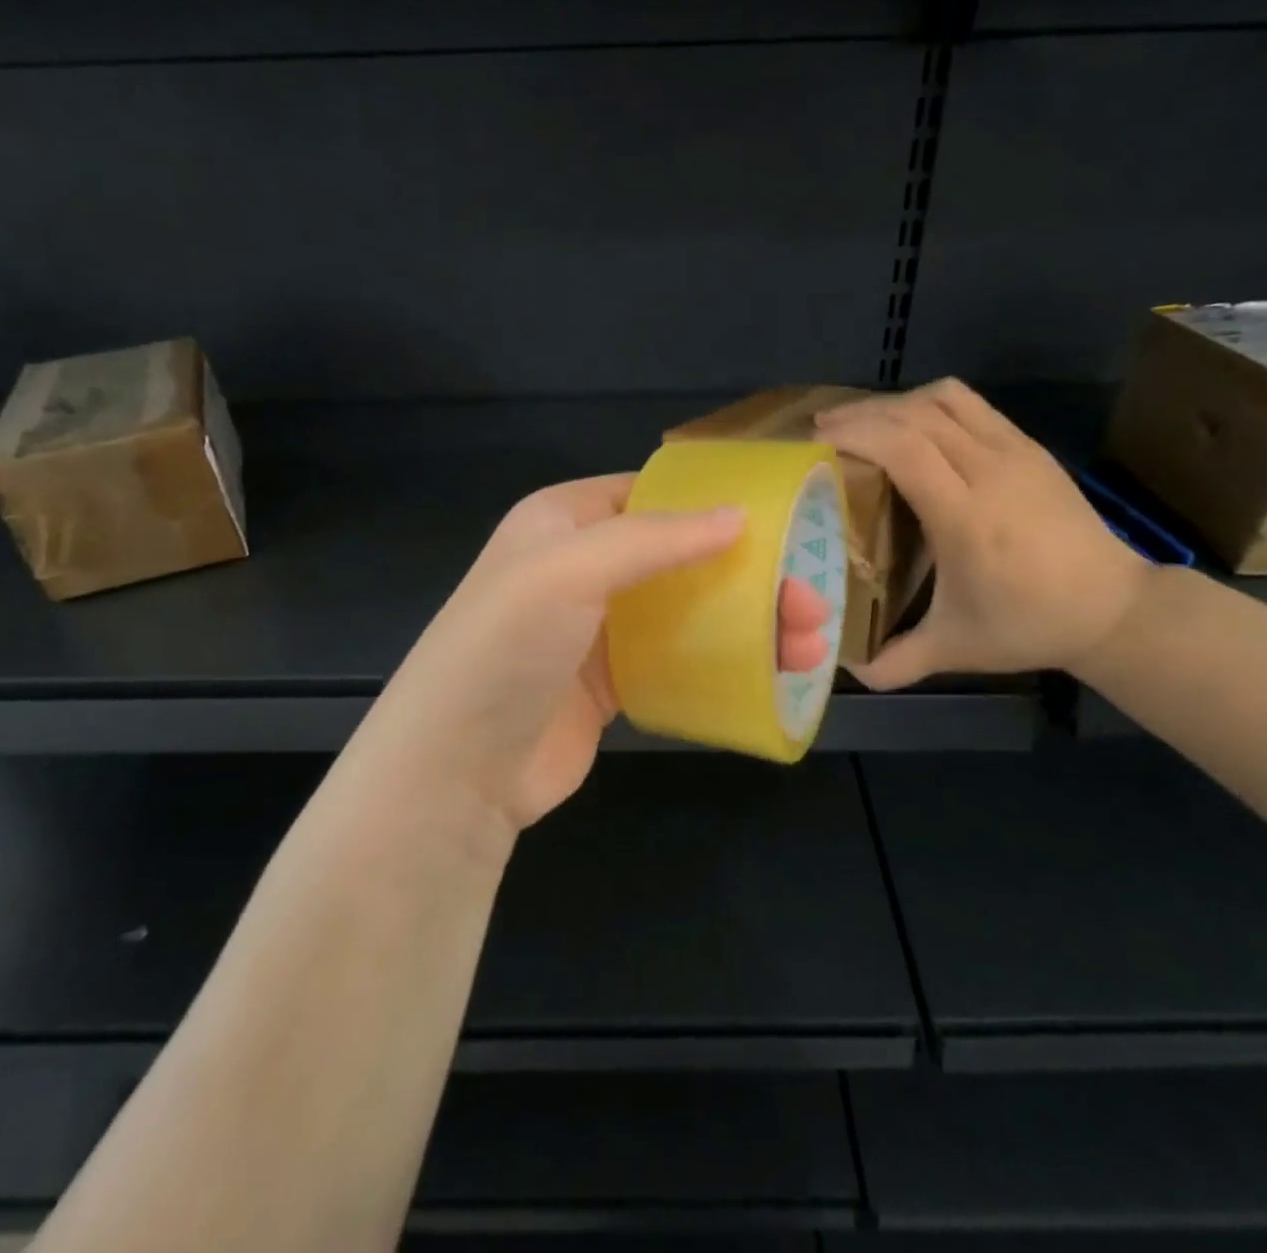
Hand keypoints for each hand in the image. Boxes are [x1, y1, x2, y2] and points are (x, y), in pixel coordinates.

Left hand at [352, 475, 831, 834]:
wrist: (456, 769)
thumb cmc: (506, 648)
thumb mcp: (570, 570)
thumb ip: (654, 538)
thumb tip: (738, 515)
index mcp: (563, 522)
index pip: (649, 496)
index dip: (711, 504)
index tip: (779, 522)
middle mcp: (581, 568)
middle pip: (681, 557)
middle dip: (749, 575)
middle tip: (810, 601)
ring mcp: (598, 629)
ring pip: (688, 610)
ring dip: (749, 622)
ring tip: (808, 644)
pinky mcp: (612, 684)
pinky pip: (679, 659)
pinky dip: (725, 662)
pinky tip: (772, 673)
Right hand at [816, 379, 1152, 687]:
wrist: (1114, 608)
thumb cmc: (1028, 625)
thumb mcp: (956, 649)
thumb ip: (897, 661)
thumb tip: (846, 670)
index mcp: (968, 517)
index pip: (905, 448)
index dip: (857, 433)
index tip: (816, 440)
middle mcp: (992, 472)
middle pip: (916, 414)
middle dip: (862, 413)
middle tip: (822, 431)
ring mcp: (1016, 452)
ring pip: (945, 399)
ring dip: (896, 403)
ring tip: (863, 424)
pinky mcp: (1030, 447)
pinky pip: (970, 405)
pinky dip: (928, 405)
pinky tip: (910, 428)